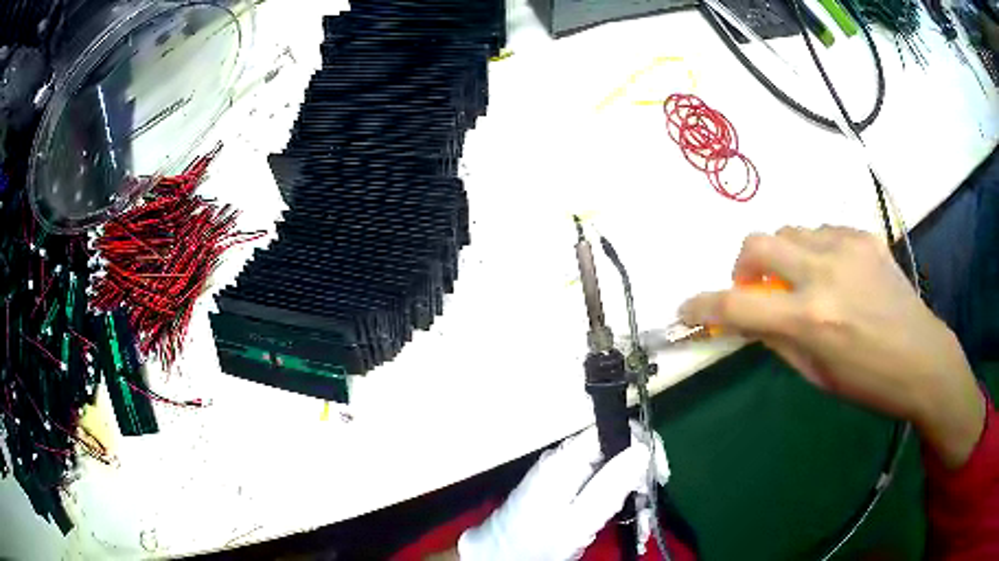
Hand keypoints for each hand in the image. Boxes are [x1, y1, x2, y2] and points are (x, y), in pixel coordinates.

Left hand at [457, 422, 668, 560]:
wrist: (500, 555)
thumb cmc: (536, 541)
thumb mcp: (578, 519)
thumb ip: (611, 484)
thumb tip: (643, 447)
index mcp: (567, 459)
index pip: (615, 428)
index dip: (643, 445)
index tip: (659, 475)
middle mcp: (567, 460)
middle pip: (617, 450)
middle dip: (640, 475)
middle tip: (649, 506)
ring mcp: (566, 474)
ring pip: (613, 470)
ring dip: (633, 494)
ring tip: (642, 523)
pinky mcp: (566, 490)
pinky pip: (601, 486)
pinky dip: (619, 501)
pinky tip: (629, 522)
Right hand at [678, 226, 984, 468]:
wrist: (921, 357)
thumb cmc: (867, 382)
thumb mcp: (816, 374)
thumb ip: (778, 340)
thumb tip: (748, 319)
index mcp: (809, 320)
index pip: (738, 308)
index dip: (703, 307)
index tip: (686, 309)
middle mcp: (823, 273)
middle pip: (758, 243)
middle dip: (743, 264)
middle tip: (754, 285)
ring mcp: (846, 247)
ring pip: (790, 231)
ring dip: (782, 255)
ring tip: (801, 279)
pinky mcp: (865, 236)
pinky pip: (823, 231)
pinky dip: (814, 248)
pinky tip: (832, 271)